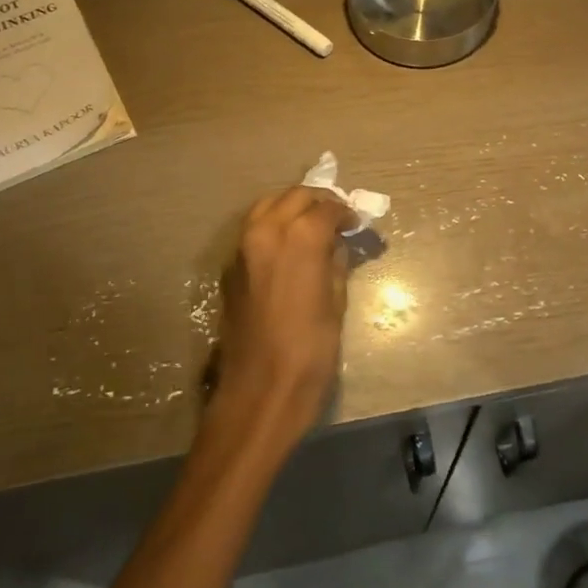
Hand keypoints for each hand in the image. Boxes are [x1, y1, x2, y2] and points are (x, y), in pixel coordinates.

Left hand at [205, 187, 356, 461]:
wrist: (260, 391)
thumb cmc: (310, 351)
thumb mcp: (336, 303)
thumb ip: (335, 263)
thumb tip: (336, 244)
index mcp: (299, 239)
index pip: (326, 208)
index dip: (346, 213)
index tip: (357, 223)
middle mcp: (266, 232)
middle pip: (294, 196)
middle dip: (319, 202)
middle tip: (337, 218)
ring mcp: (242, 248)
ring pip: (267, 206)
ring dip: (292, 207)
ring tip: (312, 226)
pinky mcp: (230, 268)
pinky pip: (253, 230)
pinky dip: (272, 225)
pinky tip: (289, 246)